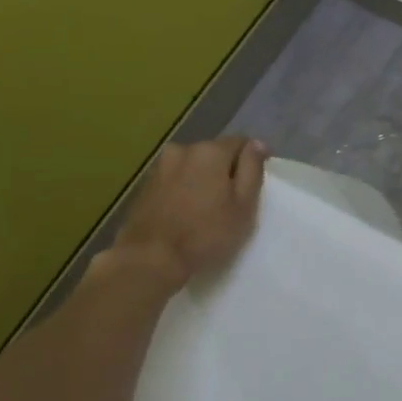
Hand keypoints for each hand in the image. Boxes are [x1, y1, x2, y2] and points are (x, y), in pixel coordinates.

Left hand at [105, 136, 267, 287]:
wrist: (150, 258)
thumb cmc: (206, 233)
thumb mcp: (244, 205)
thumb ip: (252, 169)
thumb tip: (257, 144)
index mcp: (210, 152)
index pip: (240, 142)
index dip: (252, 160)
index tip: (255, 184)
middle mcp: (182, 150)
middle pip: (214, 153)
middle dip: (225, 170)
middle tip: (233, 201)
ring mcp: (159, 167)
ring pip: (192, 167)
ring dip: (203, 180)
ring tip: (208, 208)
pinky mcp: (145, 186)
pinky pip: (174, 180)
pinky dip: (184, 190)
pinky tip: (186, 213)